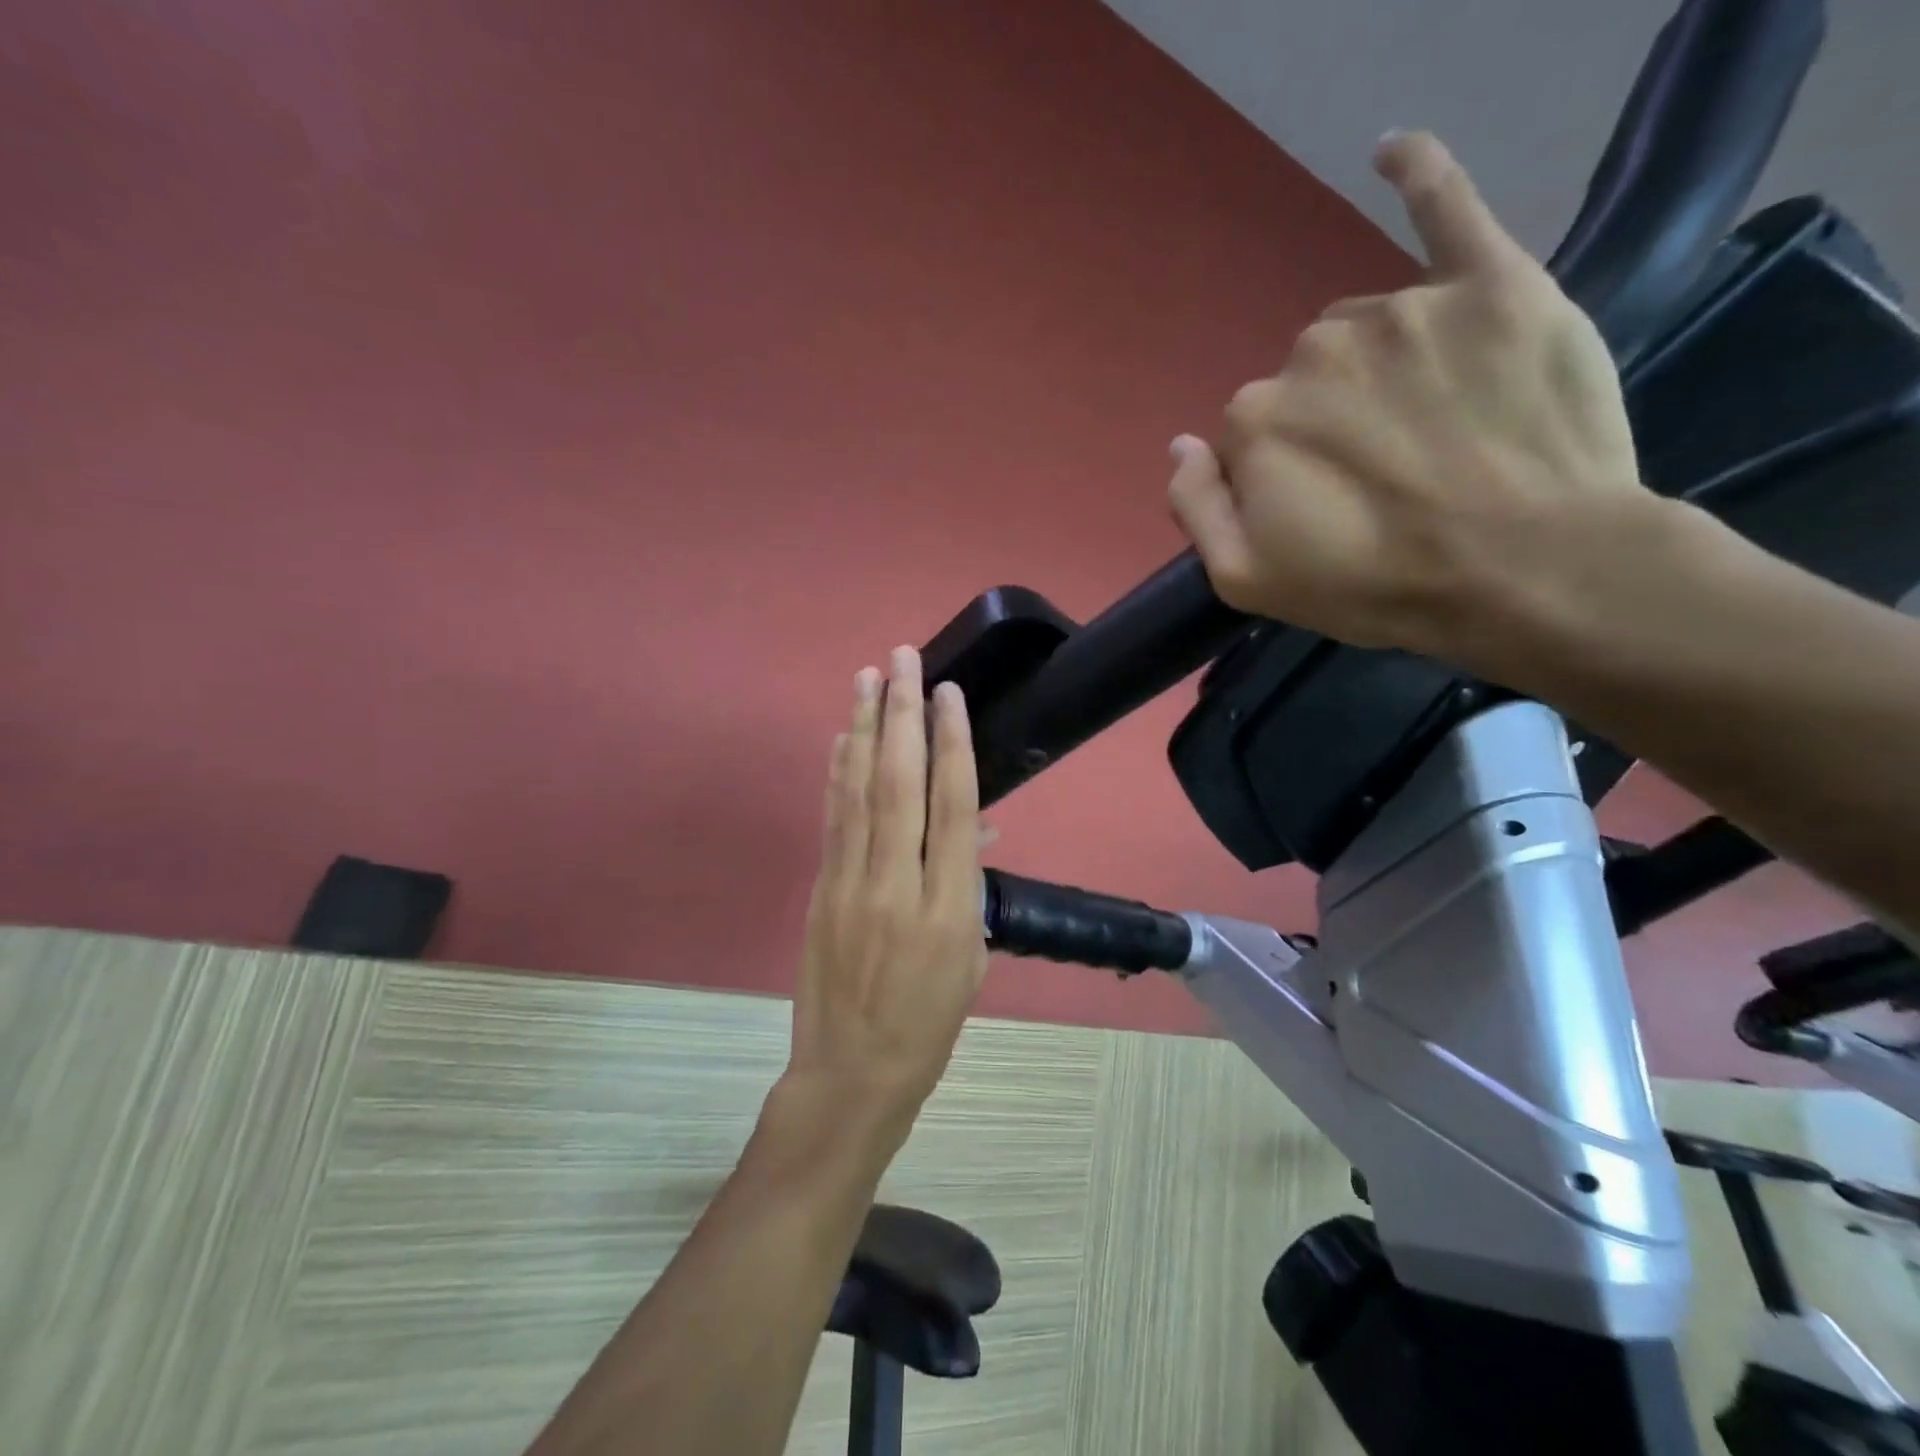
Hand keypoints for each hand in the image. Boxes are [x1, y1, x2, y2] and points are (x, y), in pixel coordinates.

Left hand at [781, 646, 988, 1152]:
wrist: (853, 1073)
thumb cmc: (929, 1023)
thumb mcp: (971, 958)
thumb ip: (970, 885)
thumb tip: (974, 829)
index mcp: (949, 908)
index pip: (954, 807)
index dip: (952, 744)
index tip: (947, 694)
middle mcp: (898, 885)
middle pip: (900, 783)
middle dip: (902, 714)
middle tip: (902, 658)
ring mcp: (851, 885)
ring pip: (858, 791)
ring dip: (864, 728)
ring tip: (867, 677)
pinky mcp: (820, 890)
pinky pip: (833, 819)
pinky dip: (837, 772)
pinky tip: (843, 737)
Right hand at [1168, 130, 1665, 681]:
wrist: (1529, 572)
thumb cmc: (1375, 587)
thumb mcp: (1247, 581)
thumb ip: (1195, 510)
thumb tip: (1178, 444)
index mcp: (1255, 421)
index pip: (1248, 436)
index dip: (1282, 478)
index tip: (1324, 513)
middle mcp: (1314, 351)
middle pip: (1305, 380)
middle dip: (1329, 424)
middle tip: (1384, 480)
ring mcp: (1402, 311)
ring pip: (1366, 331)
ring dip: (1379, 370)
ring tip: (1434, 429)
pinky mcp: (1491, 285)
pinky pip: (1447, 209)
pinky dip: (1418, 174)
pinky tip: (1389, 152)